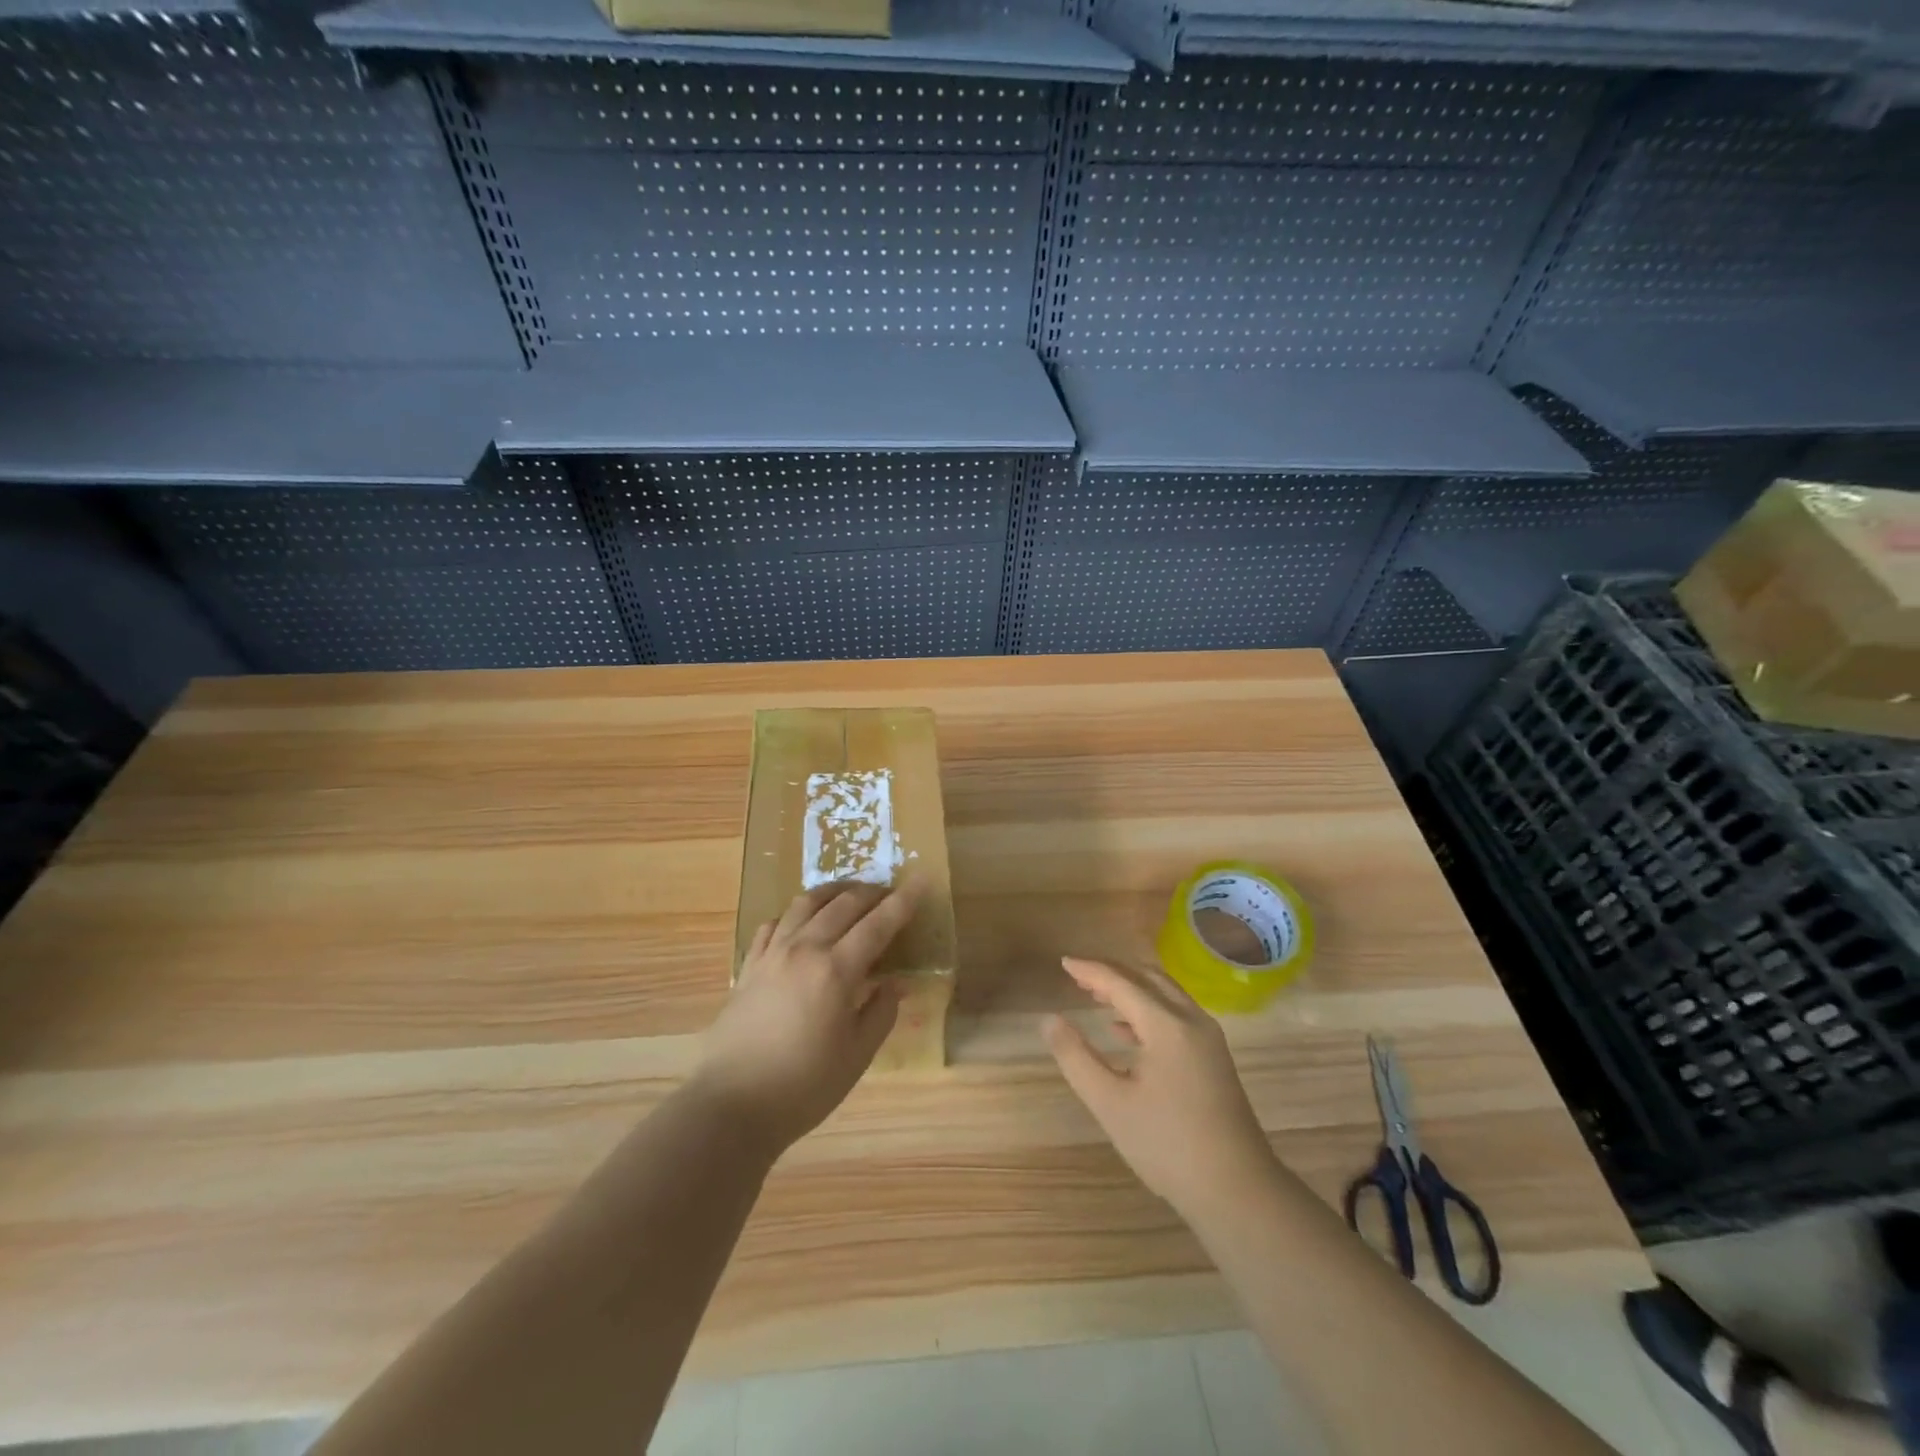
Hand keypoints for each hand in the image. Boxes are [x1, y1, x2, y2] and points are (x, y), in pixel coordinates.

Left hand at [690, 881, 920, 1156]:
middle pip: (843, 904)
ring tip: (849, 894)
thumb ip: (880, 1013)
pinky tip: (801, 921)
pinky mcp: (748, 966)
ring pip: (805, 904)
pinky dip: (795, 914)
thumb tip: (894, 983)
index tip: (921, 880)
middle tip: (889, 893)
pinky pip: (774, 924)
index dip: (903, 901)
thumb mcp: (856, 1056)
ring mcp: (772, 954)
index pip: (878, 924)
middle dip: (871, 893)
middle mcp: (804, 950)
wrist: (731, 1105)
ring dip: (833, 892)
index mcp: (836, 970)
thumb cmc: (803, 1087)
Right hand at [1045, 957, 1276, 1215]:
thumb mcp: (1110, 1103)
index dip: (1090, 970)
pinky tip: (1125, 1031)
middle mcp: (1192, 1020)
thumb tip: (1050, 1020)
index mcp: (1167, 1025)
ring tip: (1096, 996)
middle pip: (1148, 978)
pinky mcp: (1214, 1057)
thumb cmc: (1168, 1146)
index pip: (1121, 982)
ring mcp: (1208, 1038)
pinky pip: (1176, 1014)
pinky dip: (1148, 1009)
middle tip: (1079, 977)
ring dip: (1131, 989)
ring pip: (1165, 994)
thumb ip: (1076, 1057)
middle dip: (1112, 973)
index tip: (1063, 962)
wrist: (1238, 1191)